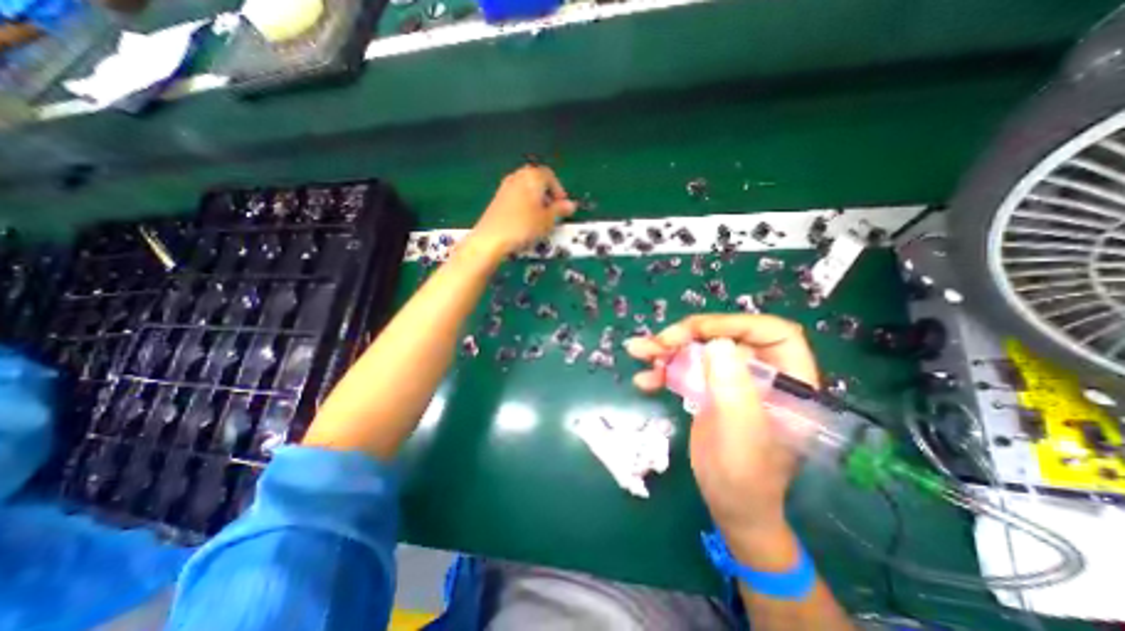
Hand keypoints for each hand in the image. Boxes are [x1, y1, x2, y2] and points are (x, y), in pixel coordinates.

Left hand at [470, 166, 574, 258]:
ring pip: (525, 188)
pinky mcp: (497, 199)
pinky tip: (525, 221)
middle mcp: (518, 176)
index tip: (562, 205)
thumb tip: (570, 205)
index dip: (558, 190)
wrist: (492, 238)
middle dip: (546, 194)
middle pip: (536, 179)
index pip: (550, 175)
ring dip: (535, 199)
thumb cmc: (523, 227)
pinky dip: (524, 204)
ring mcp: (505, 186)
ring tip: (540, 218)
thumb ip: (560, 210)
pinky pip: (516, 196)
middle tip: (552, 211)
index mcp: (532, 176)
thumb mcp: (548, 220)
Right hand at [624, 316, 818, 550]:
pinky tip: (643, 379)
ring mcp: (732, 379)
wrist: (729, 505)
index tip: (698, 332)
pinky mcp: (710, 388)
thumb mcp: (740, 435)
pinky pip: (686, 367)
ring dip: (667, 349)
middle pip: (726, 336)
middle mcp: (761, 373)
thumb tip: (717, 343)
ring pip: (700, 348)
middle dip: (688, 335)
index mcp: (788, 380)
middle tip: (659, 343)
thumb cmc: (745, 477)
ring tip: (638, 351)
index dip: (735, 324)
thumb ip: (734, 389)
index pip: (772, 332)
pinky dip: (662, 369)